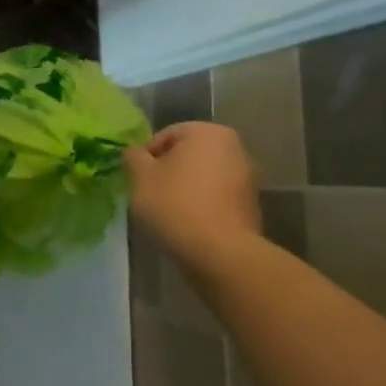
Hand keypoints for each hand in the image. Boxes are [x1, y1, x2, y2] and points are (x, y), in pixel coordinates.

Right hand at [125, 123, 261, 257]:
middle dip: (168, 171)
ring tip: (169, 212)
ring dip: (185, 188)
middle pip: (188, 154)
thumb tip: (134, 152)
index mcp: (207, 132)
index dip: (146, 157)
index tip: (138, 180)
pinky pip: (217, 197)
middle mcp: (233, 147)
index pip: (166, 135)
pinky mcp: (252, 205)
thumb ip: (133, 157)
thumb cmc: (176, 205)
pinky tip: (189, 224)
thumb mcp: (141, 178)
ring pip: (203, 176)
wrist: (222, 253)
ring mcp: (248, 177)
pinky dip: (202, 204)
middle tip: (150, 194)